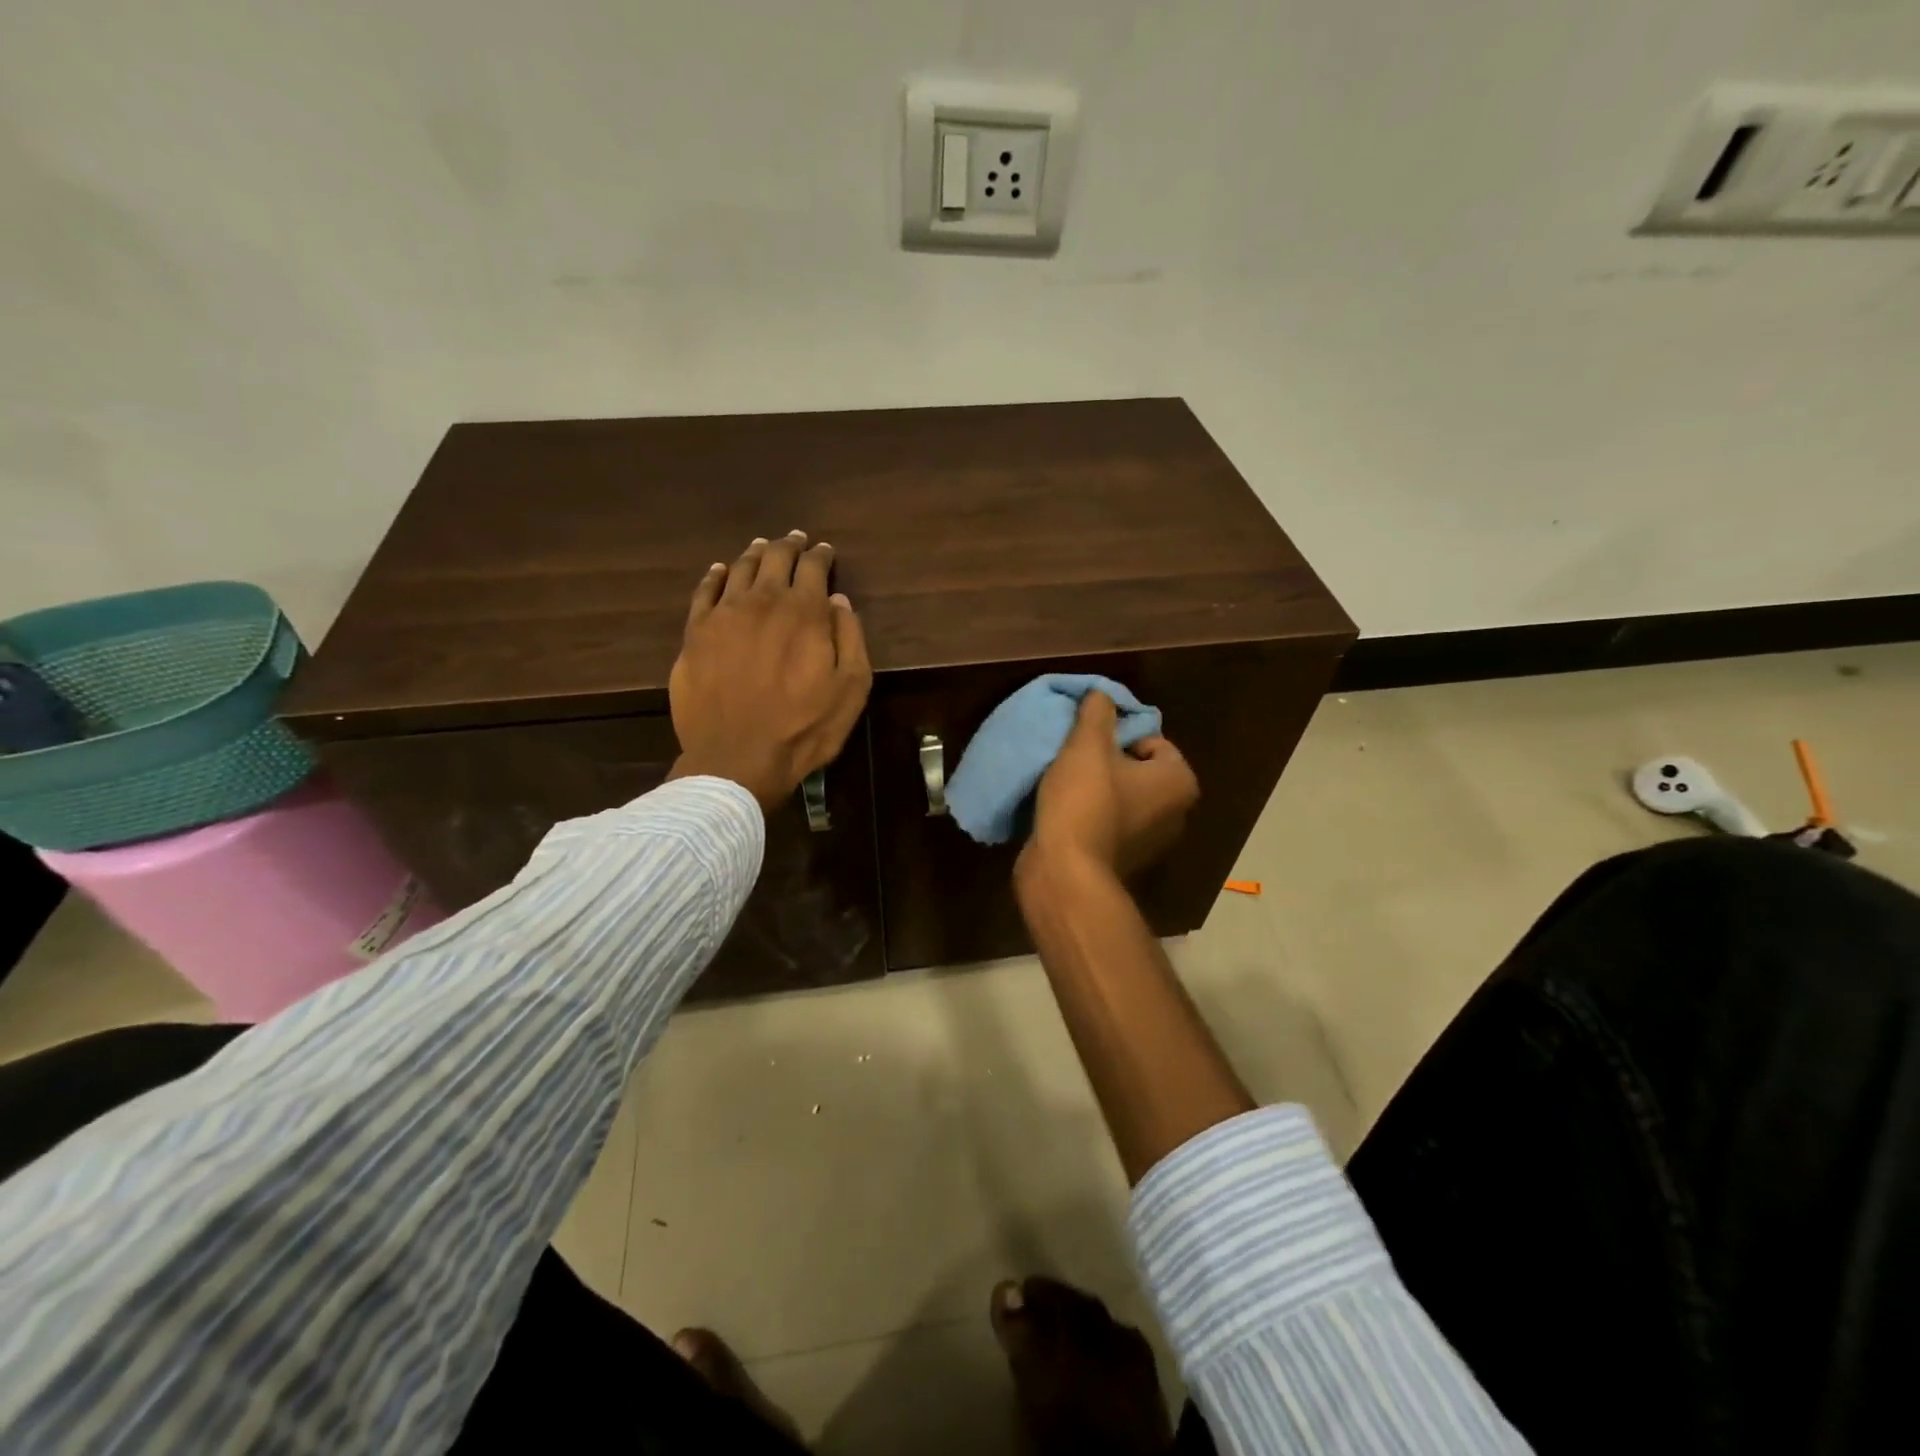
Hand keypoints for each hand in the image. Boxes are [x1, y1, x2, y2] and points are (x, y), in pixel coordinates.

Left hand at [666, 530, 872, 813]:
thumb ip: (849, 638)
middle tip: (796, 539)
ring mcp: (724, 615)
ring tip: (762, 547)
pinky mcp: (695, 634)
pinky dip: (715, 576)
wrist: (736, 757)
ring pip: (740, 569)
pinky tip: (720, 570)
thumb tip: (838, 601)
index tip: (825, 551)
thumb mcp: (850, 688)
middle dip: (789, 545)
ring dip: (755, 554)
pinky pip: (704, 592)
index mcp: (804, 612)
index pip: (813, 568)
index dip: (821, 555)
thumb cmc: (803, 728)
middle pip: (775, 559)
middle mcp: (763, 601)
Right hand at [1021, 692, 1198, 881]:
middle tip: (1075, 758)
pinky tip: (1064, 811)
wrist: (1064, 872)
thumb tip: (1101, 694)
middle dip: (1107, 761)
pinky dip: (1090, 814)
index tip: (1088, 742)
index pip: (1153, 740)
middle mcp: (1175, 814)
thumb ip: (1097, 713)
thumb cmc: (1085, 802)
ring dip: (1096, 788)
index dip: (1118, 735)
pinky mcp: (1123, 861)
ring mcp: (1150, 842)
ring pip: (1121, 797)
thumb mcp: (1087, 745)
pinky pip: (1108, 822)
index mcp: (1179, 783)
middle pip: (1137, 769)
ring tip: (1065, 783)